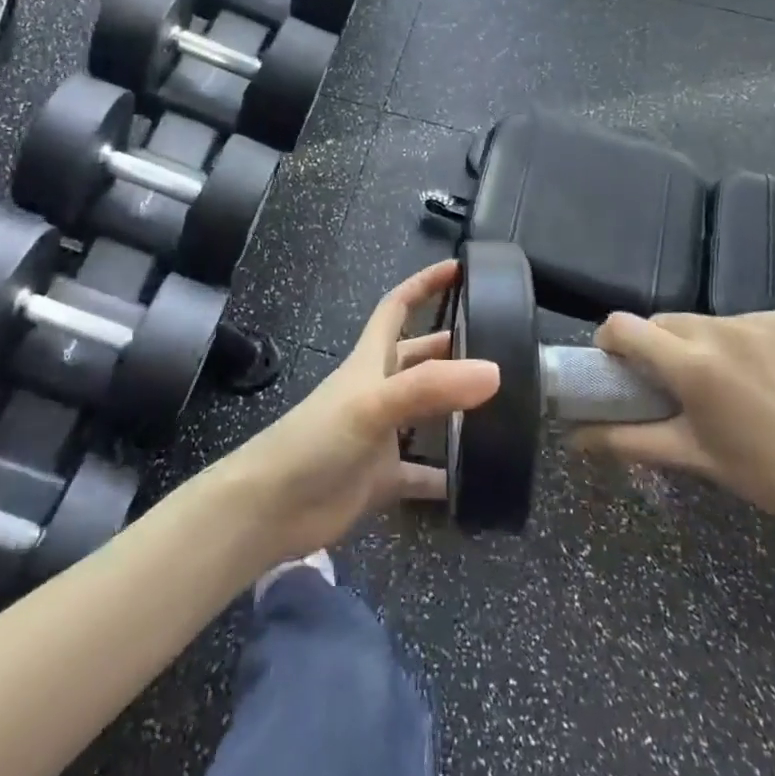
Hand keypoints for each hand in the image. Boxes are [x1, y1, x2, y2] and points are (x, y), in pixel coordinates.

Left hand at [220, 261, 500, 564]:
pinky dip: (447, 474)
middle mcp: (378, 390)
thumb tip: (493, 371)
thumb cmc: (316, 440)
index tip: (459, 268)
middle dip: (452, 347)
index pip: (397, 307)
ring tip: (503, 407)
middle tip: (500, 346)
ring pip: (426, 413)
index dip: (424, 284)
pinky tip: (478, 479)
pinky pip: (423, 473)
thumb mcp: (371, 404)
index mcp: (370, 361)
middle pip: (418, 357)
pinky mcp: (381, 477)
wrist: (271, 508)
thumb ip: (429, 387)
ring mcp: (380, 435)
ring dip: (456, 408)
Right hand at [573, 309, 774, 542]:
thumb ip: (626, 440)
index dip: (610, 341)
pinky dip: (749, 342)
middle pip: (666, 322)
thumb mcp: (692, 456)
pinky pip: (752, 321)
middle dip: (660, 346)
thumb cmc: (767, 476)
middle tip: (675, 383)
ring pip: (710, 321)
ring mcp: (763, 320)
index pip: (624, 326)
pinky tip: (769, 374)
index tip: (616, 363)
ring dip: (704, 343)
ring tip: (729, 382)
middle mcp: (722, 329)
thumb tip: (573, 439)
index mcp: (691, 364)